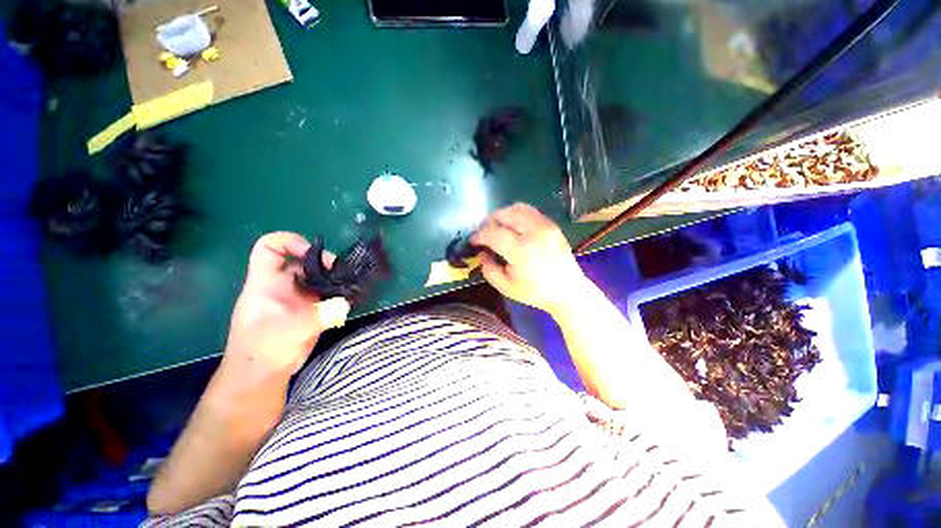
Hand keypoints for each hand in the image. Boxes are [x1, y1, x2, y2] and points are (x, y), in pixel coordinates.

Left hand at [222, 232, 335, 381]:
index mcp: (267, 282)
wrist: (263, 375)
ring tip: (349, 284)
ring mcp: (297, 296)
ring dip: (334, 277)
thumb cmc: (263, 350)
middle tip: (342, 271)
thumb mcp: (288, 331)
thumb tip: (344, 304)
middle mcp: (283, 284)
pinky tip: (349, 298)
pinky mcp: (310, 308)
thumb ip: (317, 316)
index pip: (270, 247)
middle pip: (302, 259)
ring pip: (317, 275)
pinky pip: (326, 292)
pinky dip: (339, 292)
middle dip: (324, 261)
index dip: (291, 242)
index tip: (314, 254)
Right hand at [471, 203, 588, 314]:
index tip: (473, 240)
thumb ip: (489, 269)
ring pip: (516, 208)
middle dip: (489, 222)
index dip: (479, 235)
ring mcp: (544, 225)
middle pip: (504, 215)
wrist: (567, 290)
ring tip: (497, 228)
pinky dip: (516, 214)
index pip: (493, 233)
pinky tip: (513, 226)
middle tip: (484, 234)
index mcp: (521, 251)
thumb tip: (482, 252)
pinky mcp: (551, 224)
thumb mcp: (506, 287)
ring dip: (502, 215)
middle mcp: (533, 232)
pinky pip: (529, 210)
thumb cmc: (535, 292)